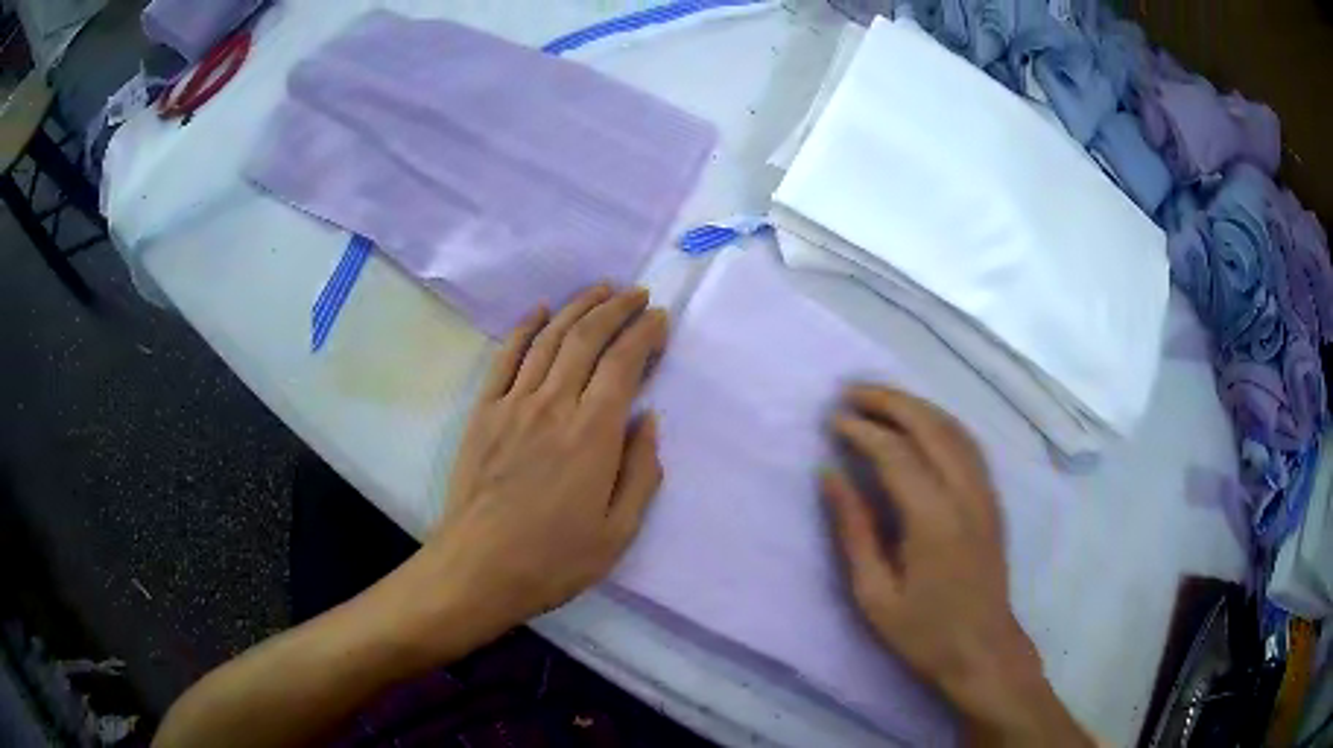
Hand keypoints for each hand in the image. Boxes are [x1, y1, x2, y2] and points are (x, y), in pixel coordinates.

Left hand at [380, 285, 669, 660]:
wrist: (478, 568)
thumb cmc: (554, 559)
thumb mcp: (619, 532)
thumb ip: (641, 472)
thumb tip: (648, 420)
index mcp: (592, 435)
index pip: (623, 364)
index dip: (644, 334)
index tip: (659, 318)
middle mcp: (554, 405)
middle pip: (586, 338)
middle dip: (616, 308)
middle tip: (637, 293)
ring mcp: (513, 404)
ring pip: (549, 339)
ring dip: (577, 307)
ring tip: (600, 289)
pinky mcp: (484, 412)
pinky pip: (506, 357)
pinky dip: (525, 328)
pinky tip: (540, 311)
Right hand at [824, 385, 1090, 744]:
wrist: (982, 650)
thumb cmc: (923, 632)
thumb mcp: (874, 594)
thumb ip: (853, 530)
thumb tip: (830, 476)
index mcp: (934, 519)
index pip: (896, 454)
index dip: (862, 431)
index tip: (832, 420)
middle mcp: (965, 494)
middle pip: (930, 426)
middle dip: (890, 401)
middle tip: (852, 391)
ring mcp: (985, 493)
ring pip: (954, 428)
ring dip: (916, 406)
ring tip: (880, 399)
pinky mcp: (992, 499)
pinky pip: (968, 444)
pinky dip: (940, 422)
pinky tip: (921, 424)